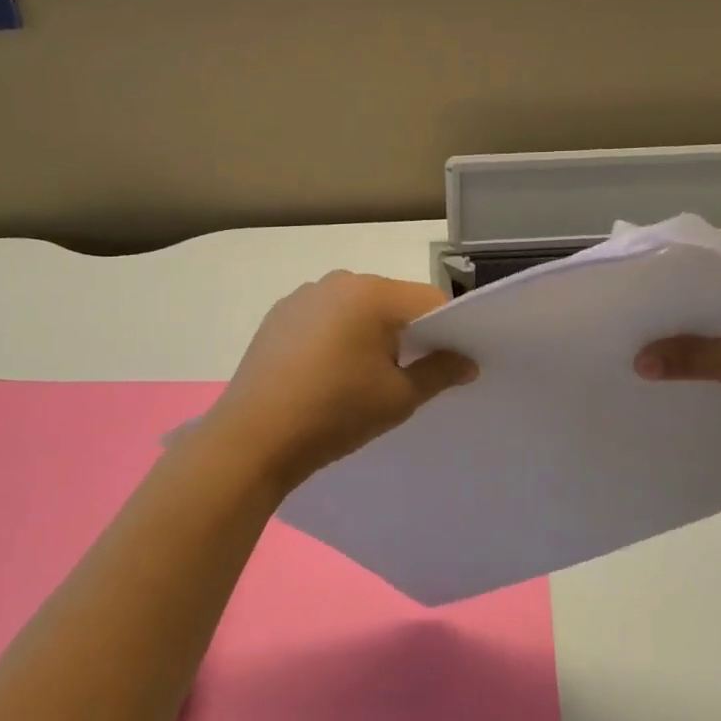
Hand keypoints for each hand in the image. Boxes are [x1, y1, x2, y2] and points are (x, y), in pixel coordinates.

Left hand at [203, 271, 475, 492]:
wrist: (253, 438)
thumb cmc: (335, 413)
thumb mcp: (398, 398)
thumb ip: (440, 372)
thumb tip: (467, 362)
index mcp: (373, 294)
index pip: (430, 300)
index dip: (448, 331)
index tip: (449, 364)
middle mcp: (338, 282)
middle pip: (393, 301)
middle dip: (407, 332)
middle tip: (407, 375)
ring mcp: (304, 296)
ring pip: (357, 308)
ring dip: (371, 333)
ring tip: (361, 377)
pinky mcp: (279, 314)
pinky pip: (326, 317)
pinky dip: (338, 336)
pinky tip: (326, 373)